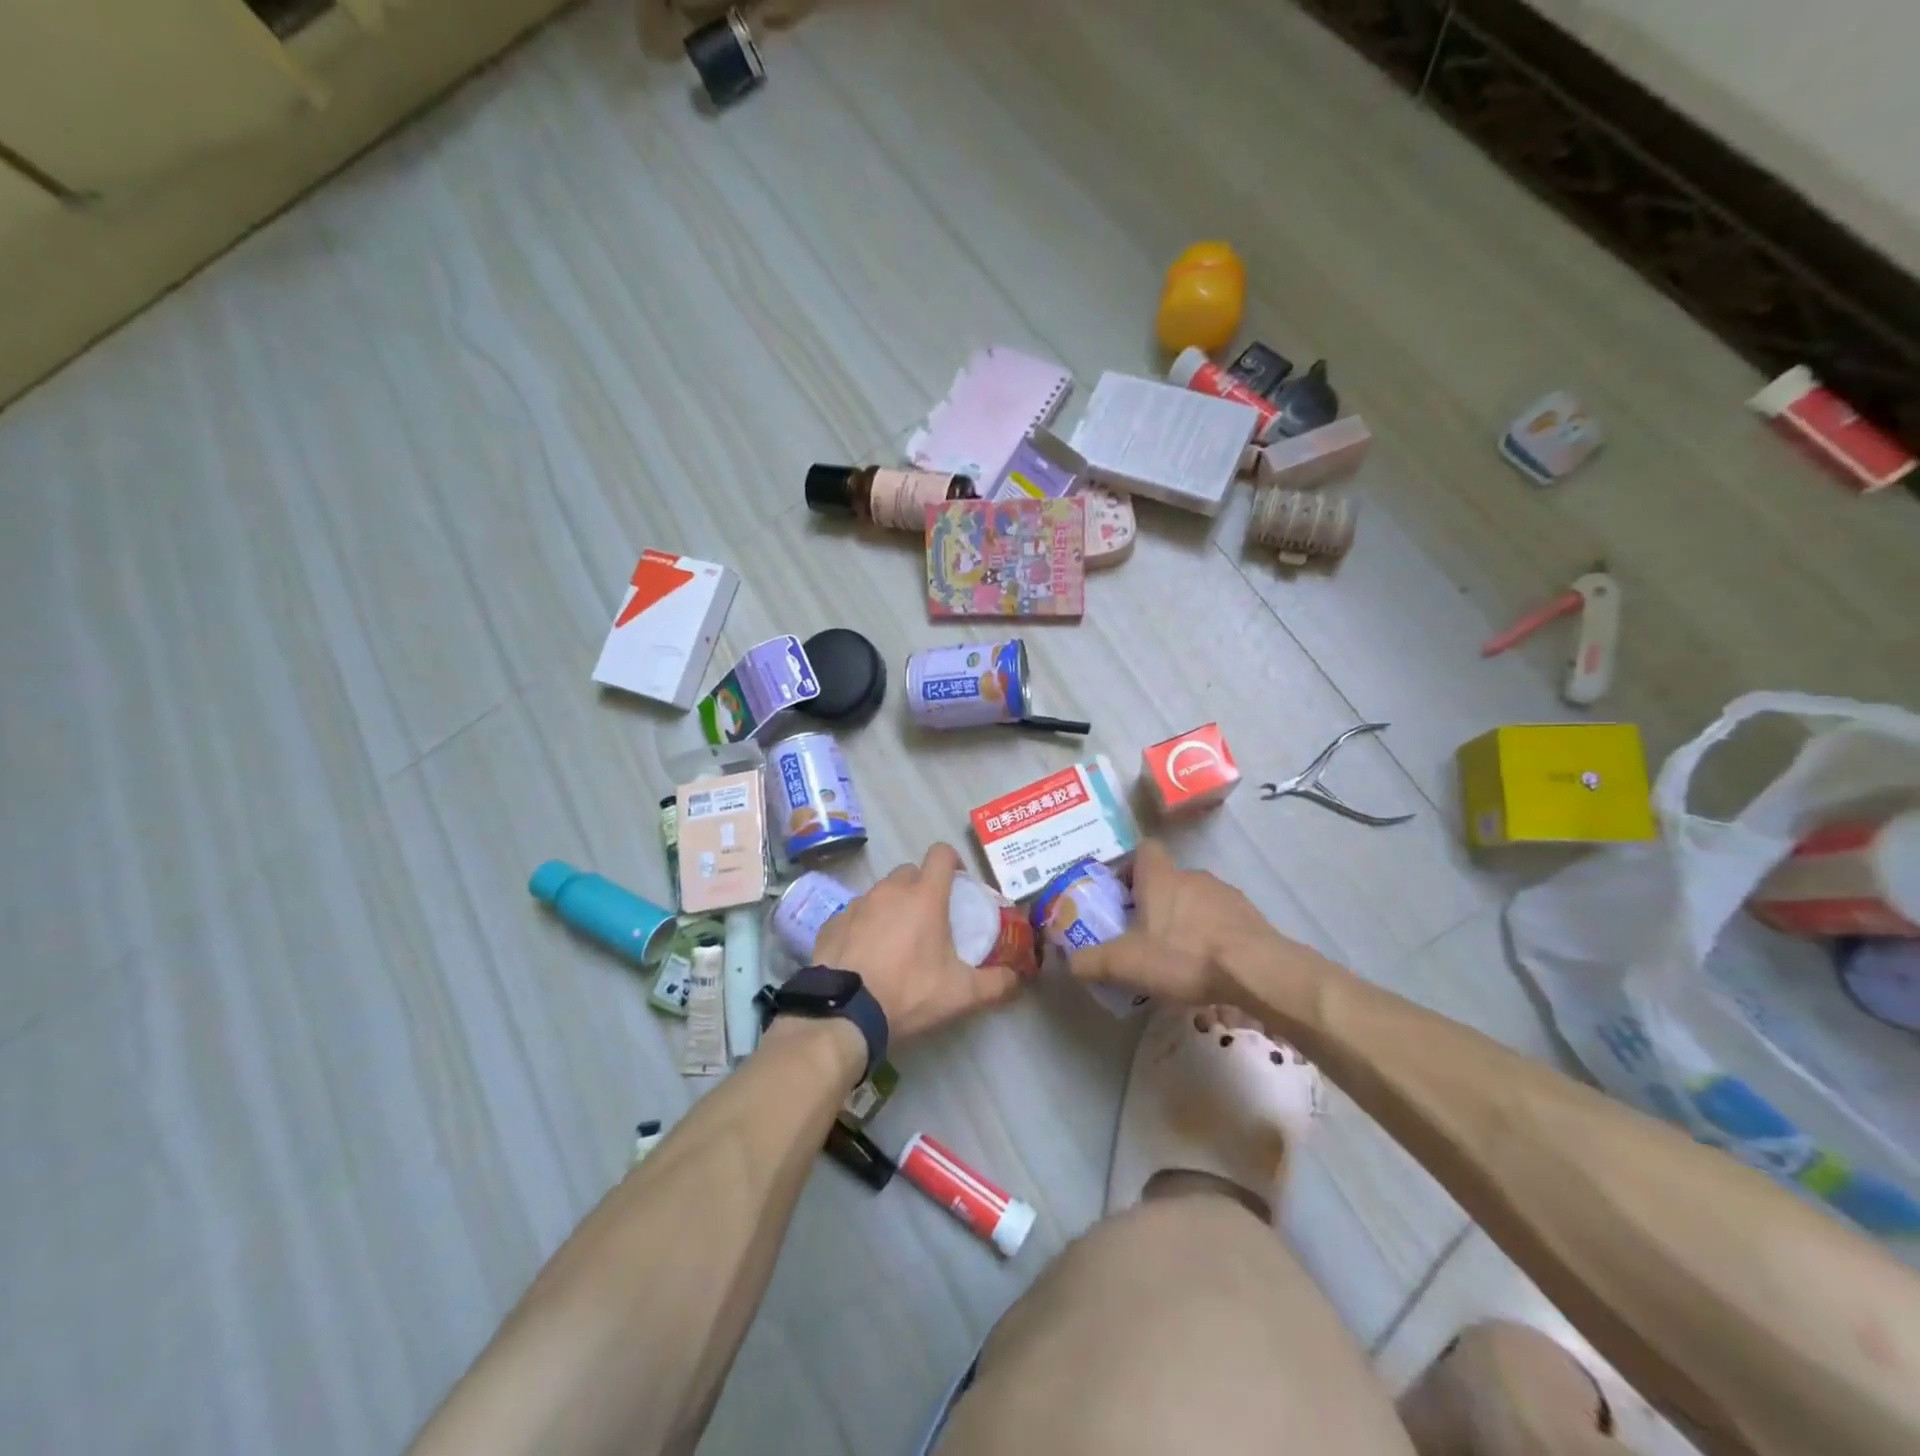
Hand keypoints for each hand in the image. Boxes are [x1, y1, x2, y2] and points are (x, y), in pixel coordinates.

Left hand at [813, 843, 1021, 1040]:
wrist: (844, 1012)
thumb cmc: (908, 992)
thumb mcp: (960, 994)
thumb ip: (995, 983)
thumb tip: (1017, 977)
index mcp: (924, 896)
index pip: (941, 853)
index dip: (953, 861)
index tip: (958, 882)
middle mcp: (890, 890)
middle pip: (910, 872)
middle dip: (922, 887)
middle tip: (930, 918)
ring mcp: (857, 903)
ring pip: (881, 892)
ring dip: (892, 906)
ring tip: (896, 940)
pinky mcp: (832, 921)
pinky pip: (855, 914)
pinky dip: (864, 925)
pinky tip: (866, 954)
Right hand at [1069, 840, 1319, 1008]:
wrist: (1255, 970)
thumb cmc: (1183, 956)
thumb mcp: (1127, 964)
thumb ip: (1093, 961)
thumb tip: (1071, 963)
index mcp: (1160, 877)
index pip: (1145, 850)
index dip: (1131, 867)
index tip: (1123, 895)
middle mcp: (1192, 876)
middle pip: (1168, 878)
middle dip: (1155, 902)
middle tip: (1144, 935)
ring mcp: (1225, 894)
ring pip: (1196, 899)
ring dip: (1185, 919)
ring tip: (1179, 956)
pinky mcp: (1250, 916)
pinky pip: (1222, 919)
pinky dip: (1212, 935)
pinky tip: (1209, 966)